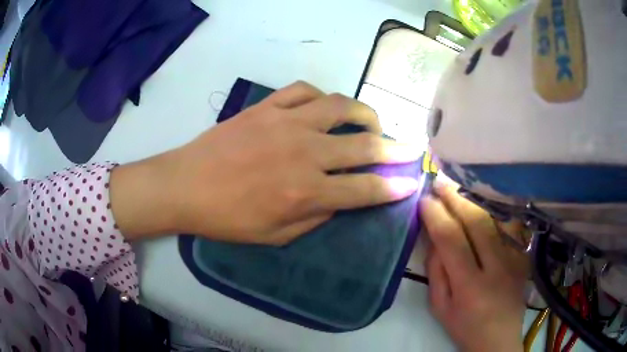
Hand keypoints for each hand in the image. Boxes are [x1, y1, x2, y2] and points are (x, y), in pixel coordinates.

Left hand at [110, 81, 420, 244]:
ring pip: (340, 106)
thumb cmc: (227, 218)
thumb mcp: (276, 235)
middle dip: (395, 150)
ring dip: (365, 114)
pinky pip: (304, 91)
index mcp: (306, 192)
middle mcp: (304, 153)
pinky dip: (322, 96)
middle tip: (410, 149)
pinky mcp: (267, 106)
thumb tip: (341, 198)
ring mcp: (286, 122)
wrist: (185, 186)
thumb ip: (316, 217)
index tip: (412, 183)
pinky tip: (324, 107)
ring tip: (371, 123)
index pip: (365, 189)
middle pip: (364, 146)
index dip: (394, 188)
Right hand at [419, 183, 527, 351]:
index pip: (452, 240)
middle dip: (455, 198)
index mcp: (470, 286)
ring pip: (496, 218)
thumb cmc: (465, 326)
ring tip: (458, 184)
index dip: (436, 216)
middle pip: (477, 222)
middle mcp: (496, 267)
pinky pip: (508, 225)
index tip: (424, 201)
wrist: (499, 337)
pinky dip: (495, 208)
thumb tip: (433, 237)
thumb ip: (436, 272)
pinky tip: (483, 198)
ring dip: (475, 197)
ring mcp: (514, 258)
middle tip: (440, 182)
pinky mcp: (523, 255)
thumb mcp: (440, 307)